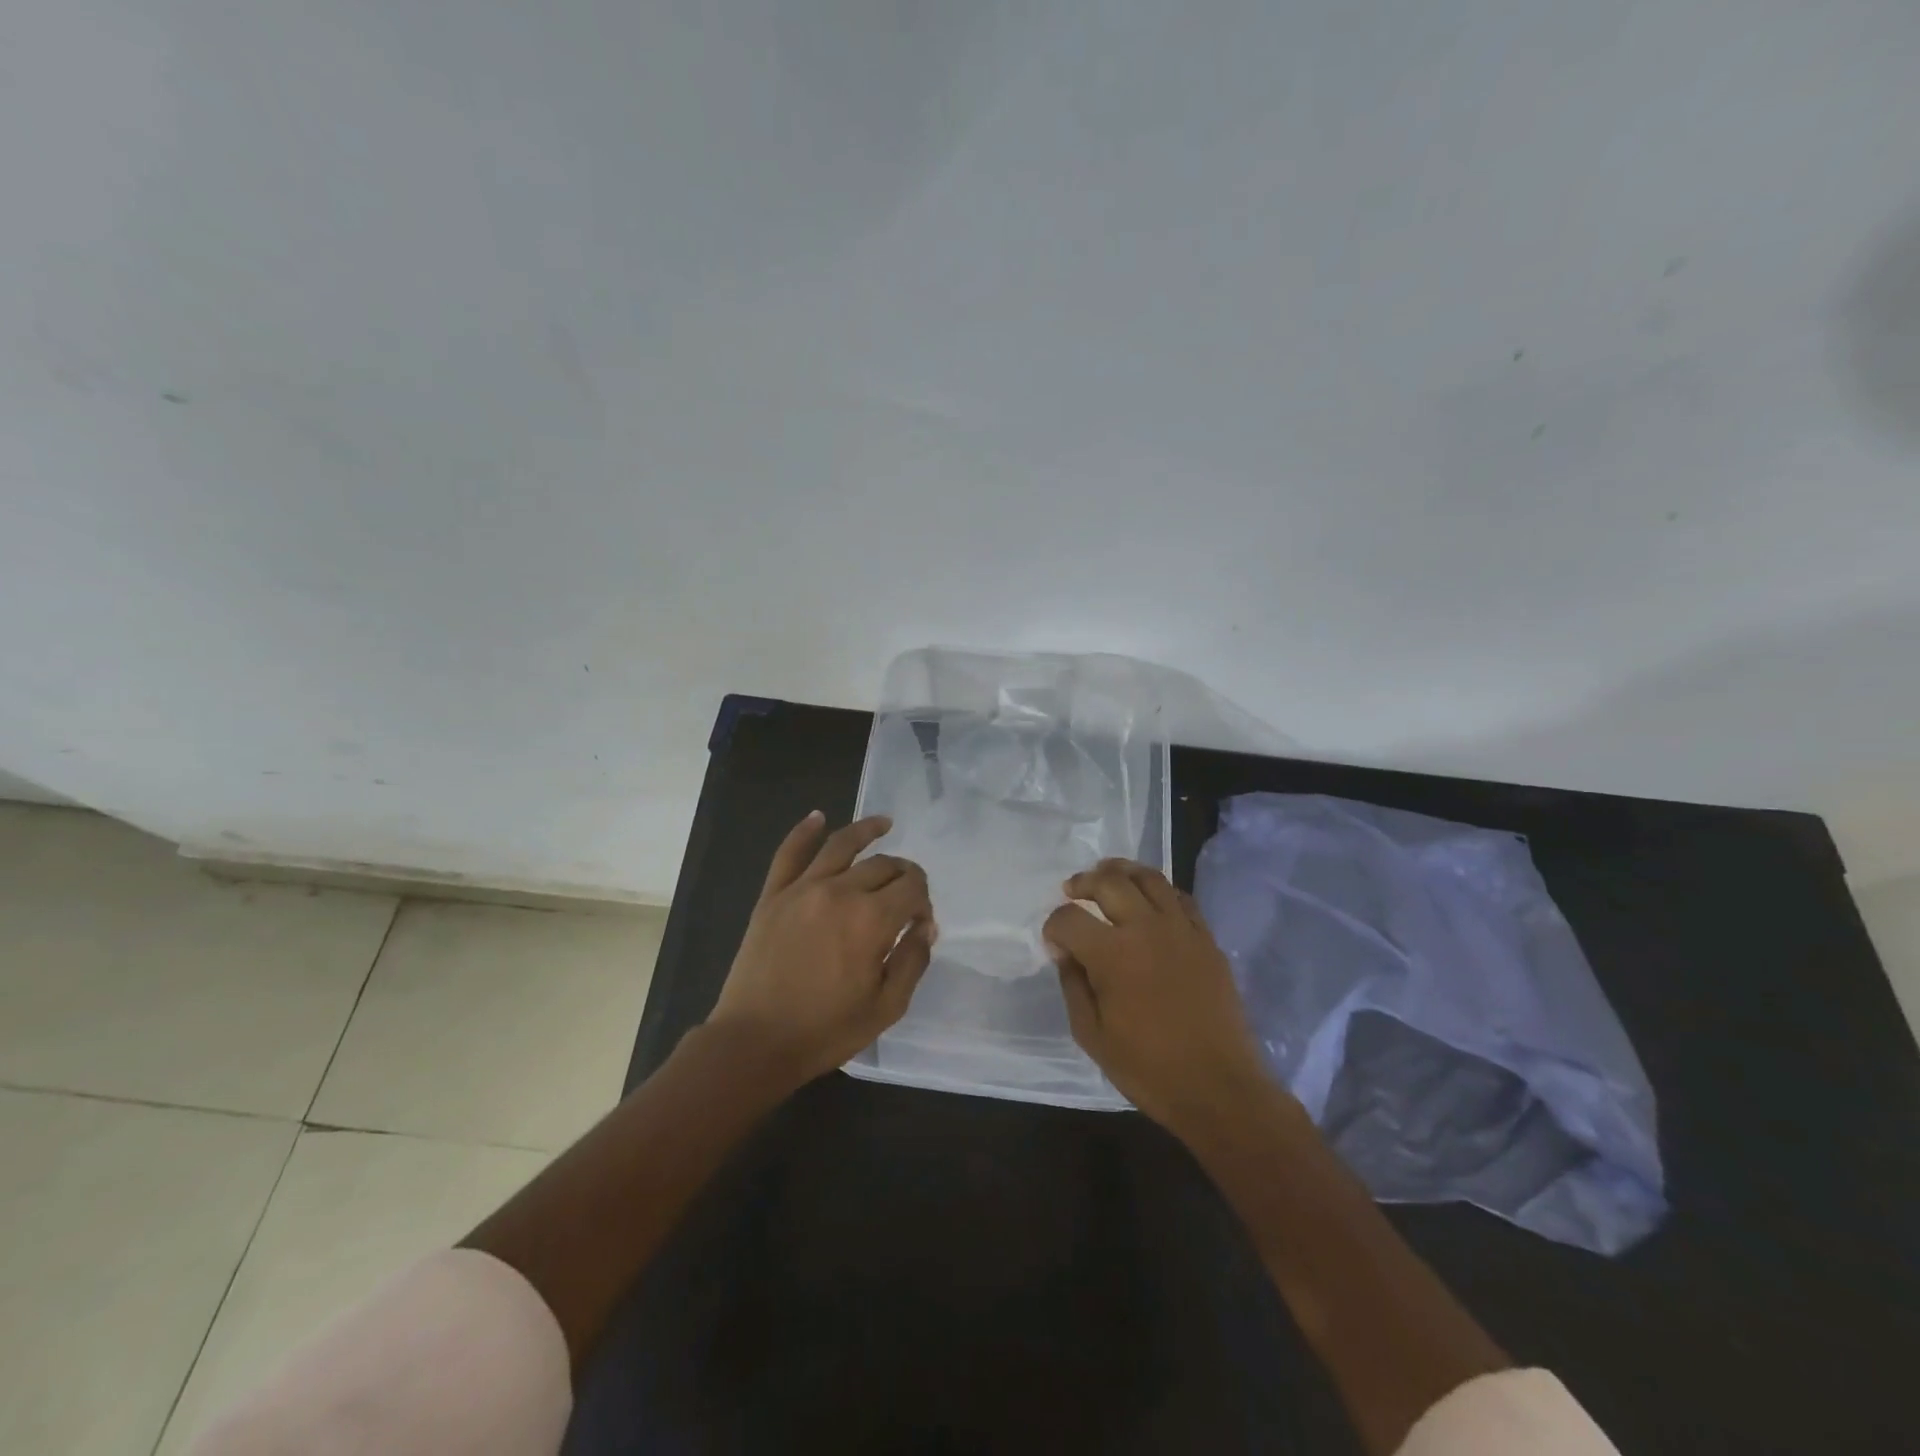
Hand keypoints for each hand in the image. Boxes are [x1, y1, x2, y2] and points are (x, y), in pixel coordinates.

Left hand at [707, 812, 934, 1086]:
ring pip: (842, 845)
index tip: (920, 922)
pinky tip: (818, 817)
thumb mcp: (886, 1007)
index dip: (923, 899)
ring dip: (867, 830)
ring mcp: (802, 888)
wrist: (754, 1042)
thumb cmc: (825, 1030)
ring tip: (885, 823)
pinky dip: (804, 831)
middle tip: (907, 891)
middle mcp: (840, 891)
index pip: (912, 887)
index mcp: (872, 920)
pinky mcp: (773, 895)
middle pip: (883, 865)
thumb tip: (925, 926)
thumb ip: (913, 961)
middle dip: (903, 873)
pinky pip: (789, 853)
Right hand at [1044, 859, 1272, 1130]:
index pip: (1069, 918)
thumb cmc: (1149, 1068)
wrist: (1219, 1088)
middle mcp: (1146, 928)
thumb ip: (1073, 985)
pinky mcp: (1206, 939)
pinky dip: (1159, 890)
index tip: (1054, 942)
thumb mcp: (1092, 1035)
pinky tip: (1149, 899)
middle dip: (1083, 882)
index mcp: (1112, 955)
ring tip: (1107, 874)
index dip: (1053, 926)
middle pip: (1108, 882)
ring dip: (1121, 871)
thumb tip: (1066, 952)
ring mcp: (1181, 929)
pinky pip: (1181, 897)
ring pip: (1149, 878)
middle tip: (1072, 890)